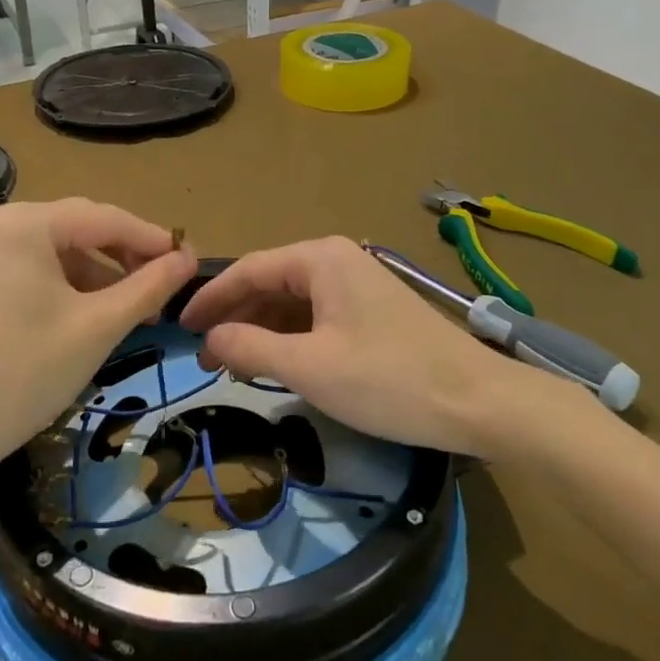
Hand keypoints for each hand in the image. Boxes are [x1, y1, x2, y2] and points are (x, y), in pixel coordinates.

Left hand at [0, 199, 195, 496]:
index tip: (194, 262)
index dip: (154, 240)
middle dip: (130, 257)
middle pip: (84, 230)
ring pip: (64, 253)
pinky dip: (75, 289)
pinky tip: (100, 316)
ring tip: (141, 309)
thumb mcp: (98, 327)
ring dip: (105, 276)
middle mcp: (4, 226)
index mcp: (27, 224)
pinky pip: (42, 272)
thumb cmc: (24, 373)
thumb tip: (188, 260)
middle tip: (170, 286)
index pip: (107, 218)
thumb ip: (149, 286)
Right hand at [180, 237, 575, 455]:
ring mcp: (358, 283)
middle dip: (235, 317)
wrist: (479, 402)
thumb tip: (210, 338)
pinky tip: (277, 362)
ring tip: (234, 362)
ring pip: (293, 301)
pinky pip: (317, 314)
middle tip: (205, 355)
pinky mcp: (372, 310)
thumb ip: (252, 347)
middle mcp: (337, 259)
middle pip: (270, 282)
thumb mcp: (310, 367)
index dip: (210, 299)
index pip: (248, 270)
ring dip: (262, 329)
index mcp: (320, 258)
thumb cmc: (389, 380)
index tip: (180, 328)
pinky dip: (291, 336)